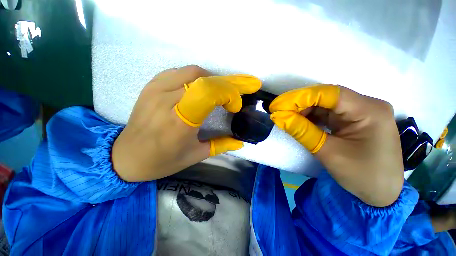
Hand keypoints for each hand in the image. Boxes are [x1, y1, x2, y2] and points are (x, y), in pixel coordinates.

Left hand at [112, 66, 260, 181]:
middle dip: (223, 86)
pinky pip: (178, 72)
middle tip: (228, 98)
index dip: (228, 94)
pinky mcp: (150, 86)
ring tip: (215, 93)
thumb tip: (240, 142)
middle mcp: (166, 102)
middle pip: (202, 79)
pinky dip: (193, 77)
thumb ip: (221, 146)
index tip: (234, 106)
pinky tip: (196, 89)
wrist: (126, 157)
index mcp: (180, 123)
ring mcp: (156, 90)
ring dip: (209, 80)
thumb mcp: (196, 156)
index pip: (208, 93)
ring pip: (191, 71)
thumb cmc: (163, 161)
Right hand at [269, 85, 403, 206]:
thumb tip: (278, 117)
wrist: (380, 196)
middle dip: (300, 104)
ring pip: (325, 105)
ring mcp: (361, 113)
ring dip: (304, 111)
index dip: (300, 97)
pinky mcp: (353, 121)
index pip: (329, 94)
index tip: (278, 105)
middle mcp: (367, 106)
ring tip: (286, 117)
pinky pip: (328, 114)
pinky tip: (299, 121)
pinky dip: (311, 117)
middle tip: (279, 112)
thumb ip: (301, 131)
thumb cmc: (361, 176)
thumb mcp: (328, 153)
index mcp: (369, 110)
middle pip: (327, 97)